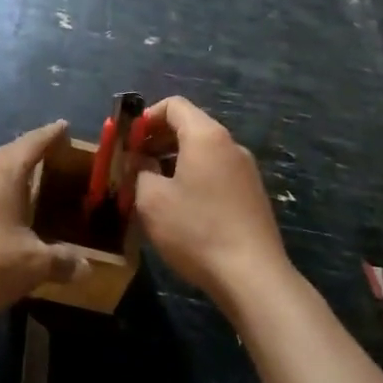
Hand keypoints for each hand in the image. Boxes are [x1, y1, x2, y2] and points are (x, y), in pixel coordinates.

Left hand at [0, 121, 90, 322]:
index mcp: (2, 169)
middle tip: (56, 164)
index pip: (33, 141)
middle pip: (10, 155)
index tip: (64, 125)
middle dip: (32, 159)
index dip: (52, 134)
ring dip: (10, 182)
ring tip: (31, 192)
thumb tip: (86, 268)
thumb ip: (61, 262)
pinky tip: (1, 219)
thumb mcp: (32, 265)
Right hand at [133, 97, 290, 309]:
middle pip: (190, 126)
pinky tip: (181, 208)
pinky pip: (217, 173)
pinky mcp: (253, 195)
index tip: (128, 140)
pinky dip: (195, 177)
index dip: (146, 117)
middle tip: (135, 163)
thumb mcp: (152, 200)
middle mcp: (230, 145)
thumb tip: (143, 163)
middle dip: (158, 139)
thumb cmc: (196, 230)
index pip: (174, 105)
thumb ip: (140, 171)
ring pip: (204, 152)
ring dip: (175, 160)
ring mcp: (246, 171)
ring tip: (153, 187)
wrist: (253, 277)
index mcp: (206, 136)